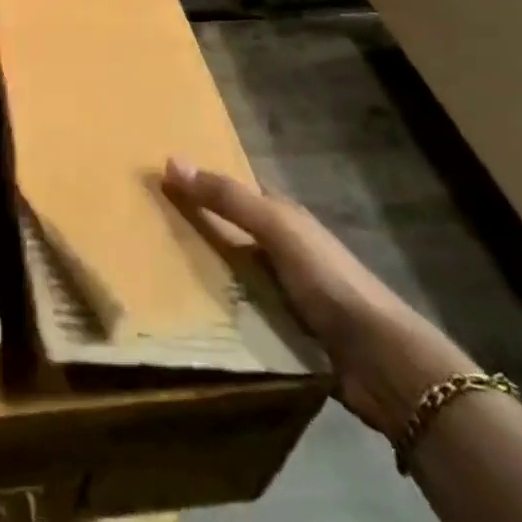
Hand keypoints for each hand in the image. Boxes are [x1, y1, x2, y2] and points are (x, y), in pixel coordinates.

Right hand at [164, 159, 470, 441]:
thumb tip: (170, 160)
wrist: (381, 361)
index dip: (200, 184)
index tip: (156, 183)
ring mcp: (282, 293)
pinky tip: (182, 317)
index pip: (233, 192)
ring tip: (148, 277)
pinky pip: (238, 314)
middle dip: (192, 232)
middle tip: (140, 233)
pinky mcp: (281, 332)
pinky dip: (216, 313)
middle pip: (228, 234)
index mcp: (284, 218)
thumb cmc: (328, 280)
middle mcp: (281, 250)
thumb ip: (227, 198)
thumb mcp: (276, 228)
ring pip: (230, 276)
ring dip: (200, 277)